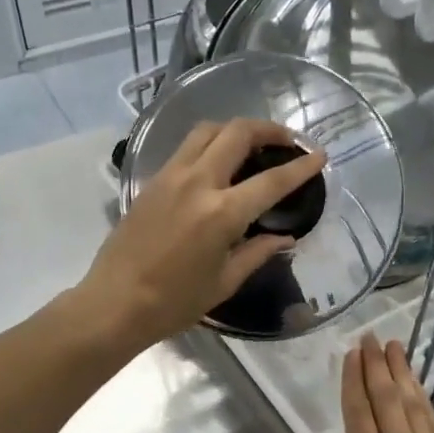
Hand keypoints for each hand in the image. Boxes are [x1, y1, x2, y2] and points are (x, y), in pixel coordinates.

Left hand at [78, 119, 326, 350]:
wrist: (114, 303)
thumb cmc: (173, 302)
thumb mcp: (224, 281)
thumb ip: (257, 252)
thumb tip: (285, 237)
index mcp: (221, 213)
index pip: (272, 180)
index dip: (300, 166)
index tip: (319, 155)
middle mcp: (197, 183)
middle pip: (237, 133)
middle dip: (268, 129)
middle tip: (286, 141)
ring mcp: (170, 177)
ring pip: (208, 130)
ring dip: (235, 129)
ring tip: (252, 144)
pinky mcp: (152, 181)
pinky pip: (187, 148)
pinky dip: (210, 144)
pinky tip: (218, 163)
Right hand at [328, 336, 433, 432]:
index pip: (359, 414)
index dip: (354, 382)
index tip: (351, 355)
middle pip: (388, 400)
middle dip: (377, 366)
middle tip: (371, 338)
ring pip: (415, 405)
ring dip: (404, 374)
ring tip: (396, 348)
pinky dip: (425, 402)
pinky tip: (420, 391)